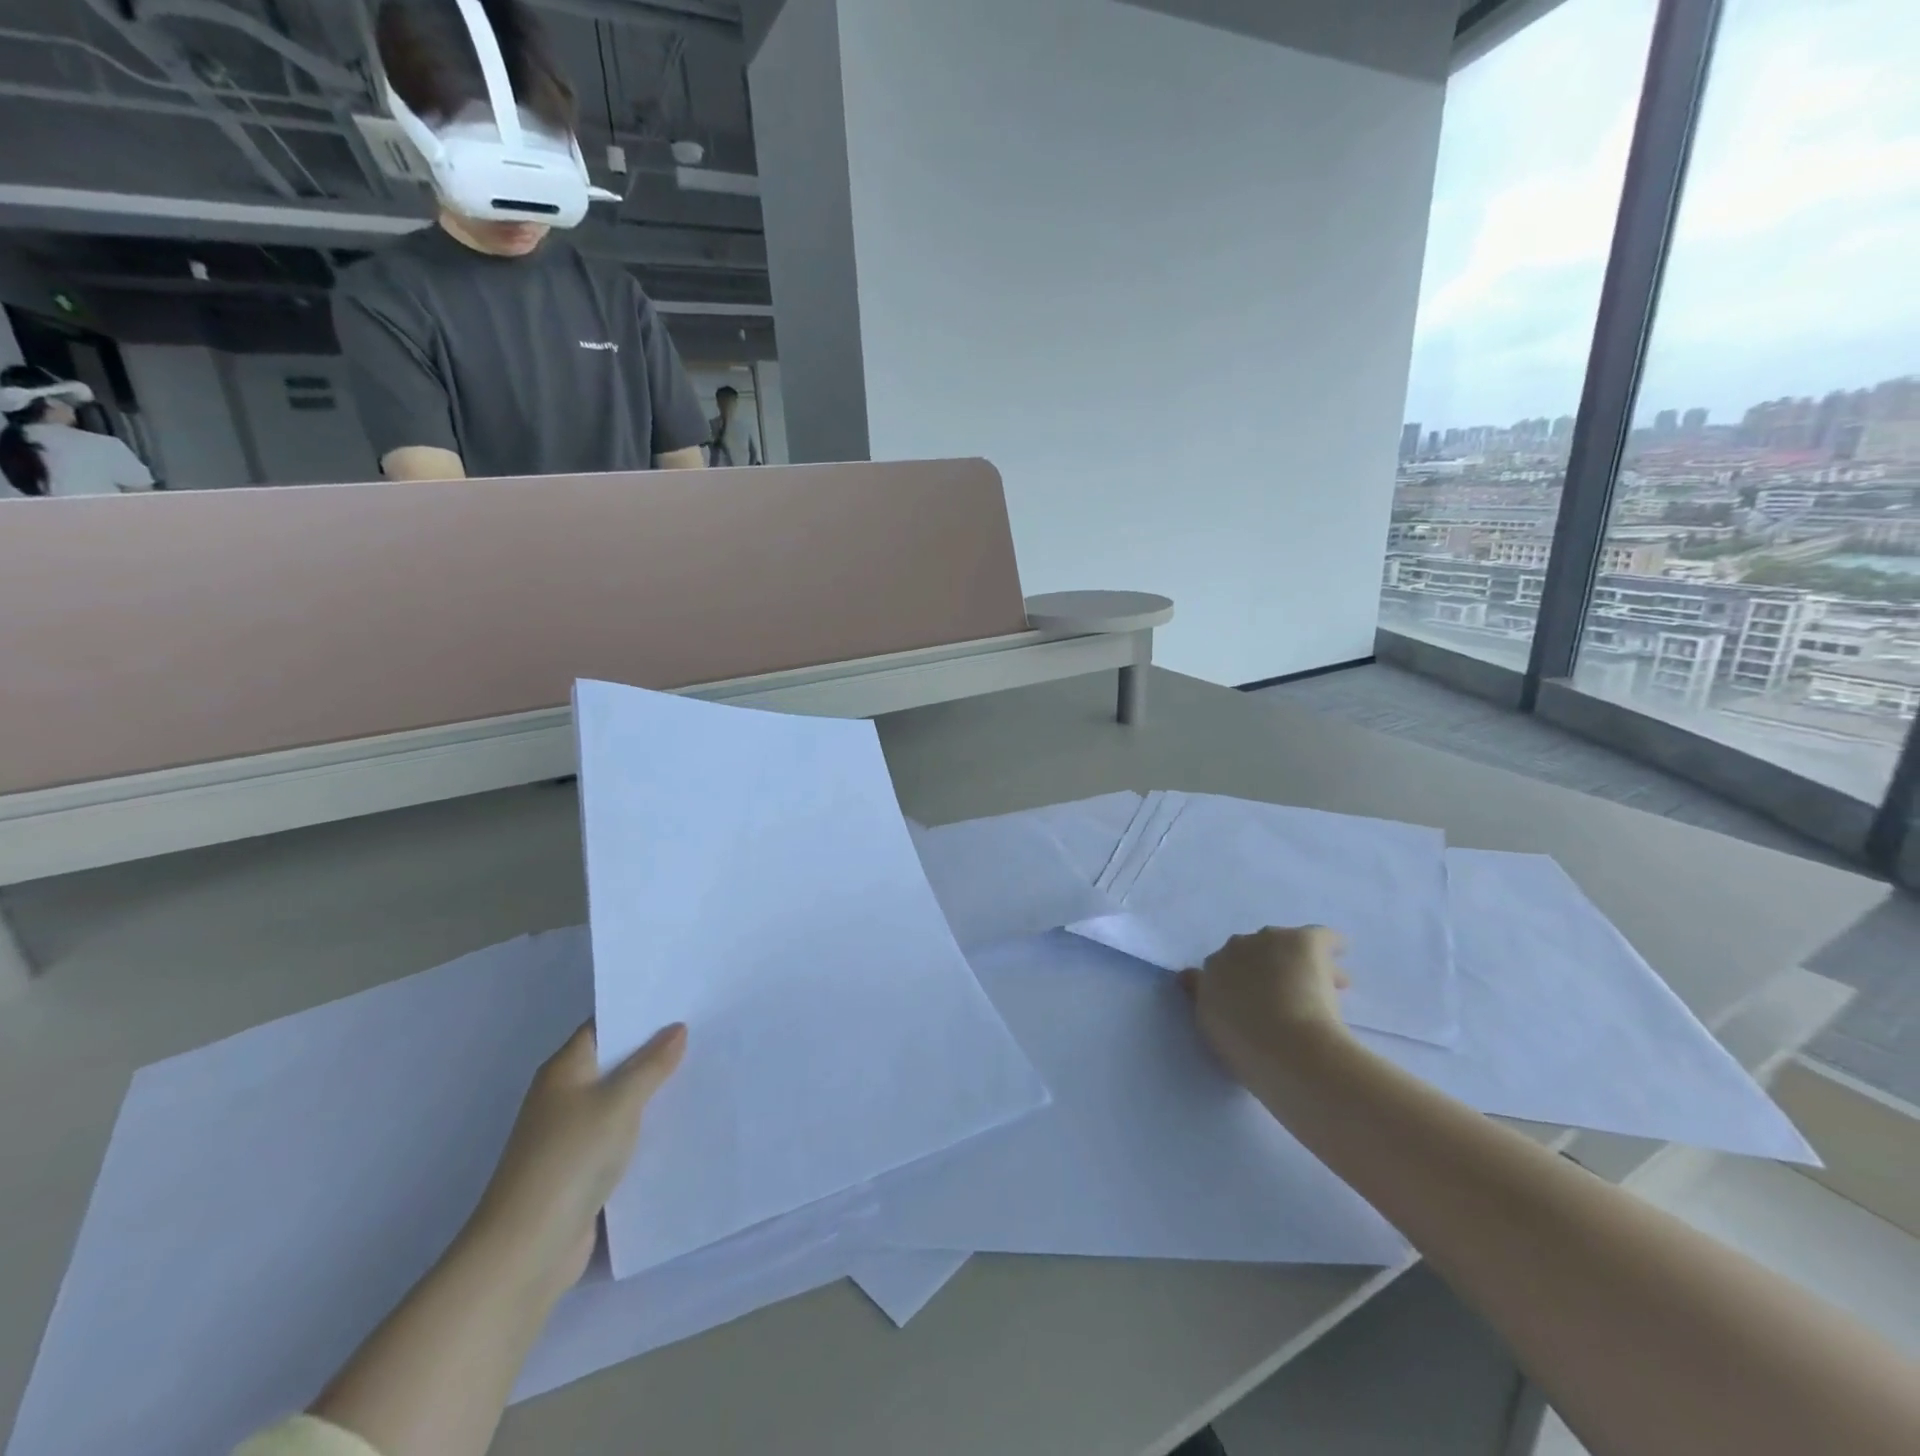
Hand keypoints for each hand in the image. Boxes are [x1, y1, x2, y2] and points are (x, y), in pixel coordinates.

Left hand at [468, 1021, 687, 1298]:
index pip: (605, 1026)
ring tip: (703, 1071)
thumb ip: (651, 1064)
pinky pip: (620, 1135)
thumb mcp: (619, 1102)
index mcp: (565, 1069)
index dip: (640, 1013)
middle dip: (655, 1051)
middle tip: (704, 1032)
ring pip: (620, 1100)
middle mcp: (564, 1095)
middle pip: (614, 1062)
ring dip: (653, 1092)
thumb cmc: (570, 1159)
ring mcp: (571, 1135)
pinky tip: (680, 1123)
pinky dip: (645, 1128)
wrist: (527, 1250)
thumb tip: (676, 1028)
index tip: (683, 1001)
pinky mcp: (581, 1169)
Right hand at [1179, 926, 1352, 1089]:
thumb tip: (1236, 1011)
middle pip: (1251, 952)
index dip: (1236, 983)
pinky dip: (1332, 945)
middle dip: (1268, 969)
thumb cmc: (1251, 1053)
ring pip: (1285, 944)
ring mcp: (1267, 941)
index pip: (1217, 970)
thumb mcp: (1220, 1039)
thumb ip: (1221, 1018)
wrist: (1286, 1047)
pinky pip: (1321, 937)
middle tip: (1291, 998)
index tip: (1252, 1001)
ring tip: (1327, 987)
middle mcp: (1233, 950)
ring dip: (1299, 962)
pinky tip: (1342, 953)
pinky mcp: (1302, 939)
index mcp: (1210, 976)